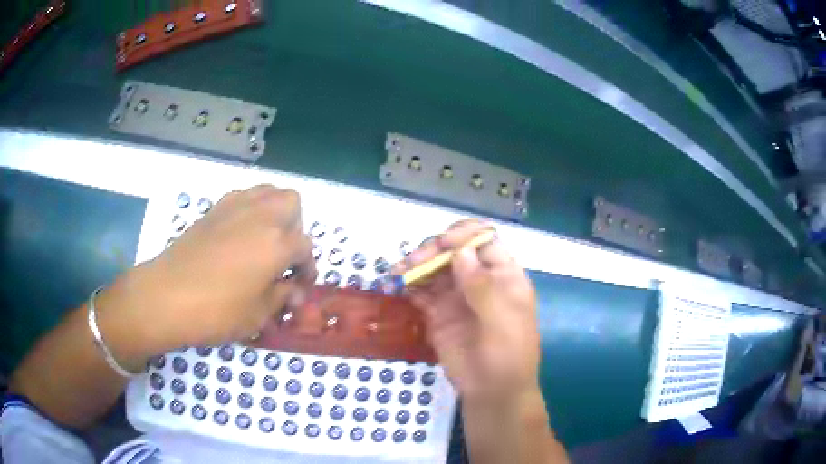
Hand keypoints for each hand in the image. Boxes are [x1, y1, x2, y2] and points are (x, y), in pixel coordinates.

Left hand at [97, 185, 316, 366]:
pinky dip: (249, 210)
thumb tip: (292, 290)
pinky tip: (238, 236)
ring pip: (267, 192)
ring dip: (274, 212)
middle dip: (295, 227)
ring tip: (263, 241)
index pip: (305, 248)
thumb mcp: (257, 315)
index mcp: (278, 243)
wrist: (166, 295)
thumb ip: (281, 297)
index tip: (299, 288)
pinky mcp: (213, 209)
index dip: (307, 269)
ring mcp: (234, 207)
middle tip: (282, 255)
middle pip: (291, 203)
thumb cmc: (217, 311)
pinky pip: (242, 197)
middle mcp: (261, 216)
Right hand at [394, 220, 540, 399]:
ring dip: (416, 265)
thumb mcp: (501, 322)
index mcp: (504, 275)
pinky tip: (397, 286)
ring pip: (435, 268)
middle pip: (454, 251)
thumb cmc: (507, 357)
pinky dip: (410, 285)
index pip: (484, 241)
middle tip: (411, 263)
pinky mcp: (439, 312)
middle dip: (432, 250)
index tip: (442, 243)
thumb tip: (461, 252)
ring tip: (397, 272)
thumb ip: (482, 287)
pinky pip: (422, 290)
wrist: (492, 393)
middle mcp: (480, 279)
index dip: (463, 235)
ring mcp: (458, 296)